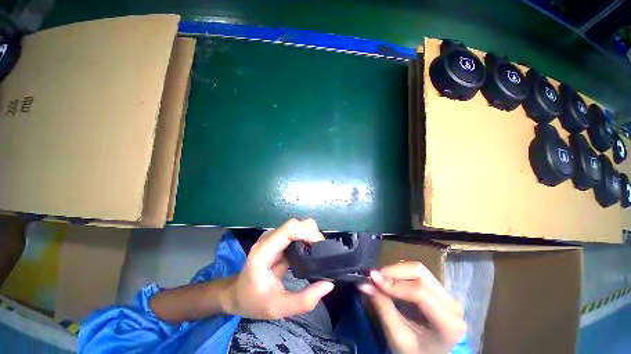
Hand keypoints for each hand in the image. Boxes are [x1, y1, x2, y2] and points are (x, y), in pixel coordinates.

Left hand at [221, 219, 334, 318]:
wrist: (237, 294)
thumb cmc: (253, 301)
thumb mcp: (277, 308)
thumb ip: (303, 301)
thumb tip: (329, 284)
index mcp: (263, 251)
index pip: (289, 229)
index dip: (308, 233)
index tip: (321, 247)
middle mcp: (268, 238)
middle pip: (295, 224)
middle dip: (312, 234)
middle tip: (322, 252)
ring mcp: (273, 237)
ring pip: (297, 226)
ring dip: (310, 235)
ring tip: (318, 253)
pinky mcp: (279, 240)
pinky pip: (296, 233)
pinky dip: (307, 239)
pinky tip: (311, 252)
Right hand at [359, 262, 465, 353]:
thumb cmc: (416, 353)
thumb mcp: (398, 336)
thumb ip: (383, 307)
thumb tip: (364, 283)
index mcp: (449, 323)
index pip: (420, 292)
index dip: (394, 283)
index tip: (372, 278)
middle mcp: (452, 304)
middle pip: (420, 273)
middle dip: (394, 271)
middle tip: (375, 276)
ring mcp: (447, 295)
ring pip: (419, 270)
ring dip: (396, 271)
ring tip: (381, 278)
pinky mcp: (440, 291)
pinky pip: (419, 275)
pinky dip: (401, 274)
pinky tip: (391, 280)